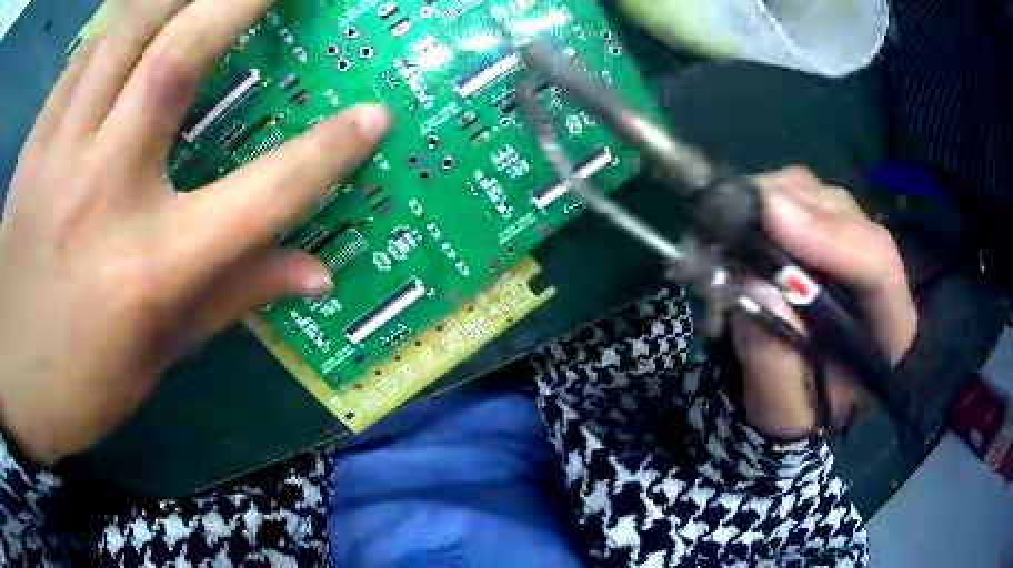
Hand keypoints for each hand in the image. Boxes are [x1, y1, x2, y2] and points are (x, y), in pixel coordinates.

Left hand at [0, 0, 389, 464]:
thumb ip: (230, 299)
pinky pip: (83, 57)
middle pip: (178, 60)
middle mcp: (104, 193)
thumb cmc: (75, 386)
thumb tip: (315, 273)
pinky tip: (138, 16)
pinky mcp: (34, 145)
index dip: (326, 153)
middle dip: (243, 1)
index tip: (374, 116)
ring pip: (125, 33)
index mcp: (149, 270)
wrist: (8, 377)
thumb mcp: (154, 360)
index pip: (260, 198)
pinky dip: (118, 22)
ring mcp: (59, 157)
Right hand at [731, 168, 917, 440]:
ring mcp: (846, 242)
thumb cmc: (794, 409)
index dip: (830, 238)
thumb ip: (775, 358)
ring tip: (727, 225)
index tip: (772, 220)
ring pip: (816, 194)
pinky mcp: (818, 227)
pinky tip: (734, 220)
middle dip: (792, 211)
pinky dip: (759, 200)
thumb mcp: (781, 406)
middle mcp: (876, 272)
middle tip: (733, 215)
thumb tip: (754, 287)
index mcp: (890, 324)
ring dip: (771, 200)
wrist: (786, 394)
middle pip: (846, 216)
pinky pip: (792, 192)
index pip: (878, 265)